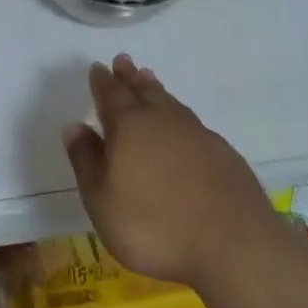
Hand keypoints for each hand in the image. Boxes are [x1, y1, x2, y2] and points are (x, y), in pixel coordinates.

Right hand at [62, 55, 280, 287]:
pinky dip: (181, 116)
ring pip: (170, 102)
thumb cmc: (154, 225)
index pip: (111, 94)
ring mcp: (197, 134)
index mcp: (129, 126)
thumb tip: (75, 125)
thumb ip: (86, 160)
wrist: (233, 246)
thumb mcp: (102, 200)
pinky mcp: (223, 153)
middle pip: (143, 90)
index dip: (102, 81)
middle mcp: (163, 120)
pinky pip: (193, 122)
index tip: (97, 68)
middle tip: (123, 61)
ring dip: (156, 90)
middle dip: (129, 76)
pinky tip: (183, 125)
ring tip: (149, 79)